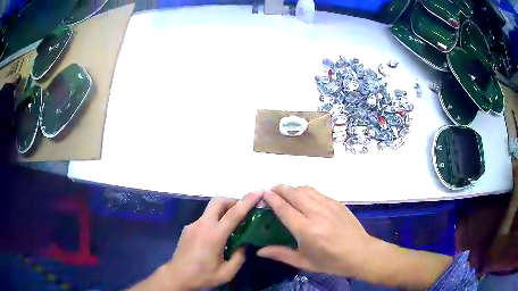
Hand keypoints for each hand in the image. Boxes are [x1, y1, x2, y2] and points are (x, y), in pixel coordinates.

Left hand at [163, 191, 262, 289]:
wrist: (177, 276)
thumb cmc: (202, 276)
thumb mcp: (227, 273)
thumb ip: (239, 257)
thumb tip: (244, 244)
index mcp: (213, 236)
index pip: (233, 214)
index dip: (247, 201)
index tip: (258, 192)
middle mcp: (202, 225)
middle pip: (218, 202)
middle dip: (233, 201)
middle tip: (243, 210)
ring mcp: (193, 225)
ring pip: (210, 210)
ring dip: (223, 211)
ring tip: (232, 226)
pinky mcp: (188, 228)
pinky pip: (204, 219)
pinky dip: (214, 221)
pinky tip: (217, 236)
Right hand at [258, 186, 452, 288]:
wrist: (361, 253)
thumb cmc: (331, 262)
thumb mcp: (304, 262)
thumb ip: (281, 254)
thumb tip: (259, 251)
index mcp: (306, 230)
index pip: (284, 209)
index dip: (272, 199)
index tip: (262, 193)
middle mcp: (316, 213)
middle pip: (294, 194)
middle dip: (280, 189)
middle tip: (270, 190)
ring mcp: (329, 206)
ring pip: (306, 189)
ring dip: (292, 188)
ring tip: (284, 192)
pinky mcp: (337, 203)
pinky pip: (317, 192)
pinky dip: (306, 191)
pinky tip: (303, 196)